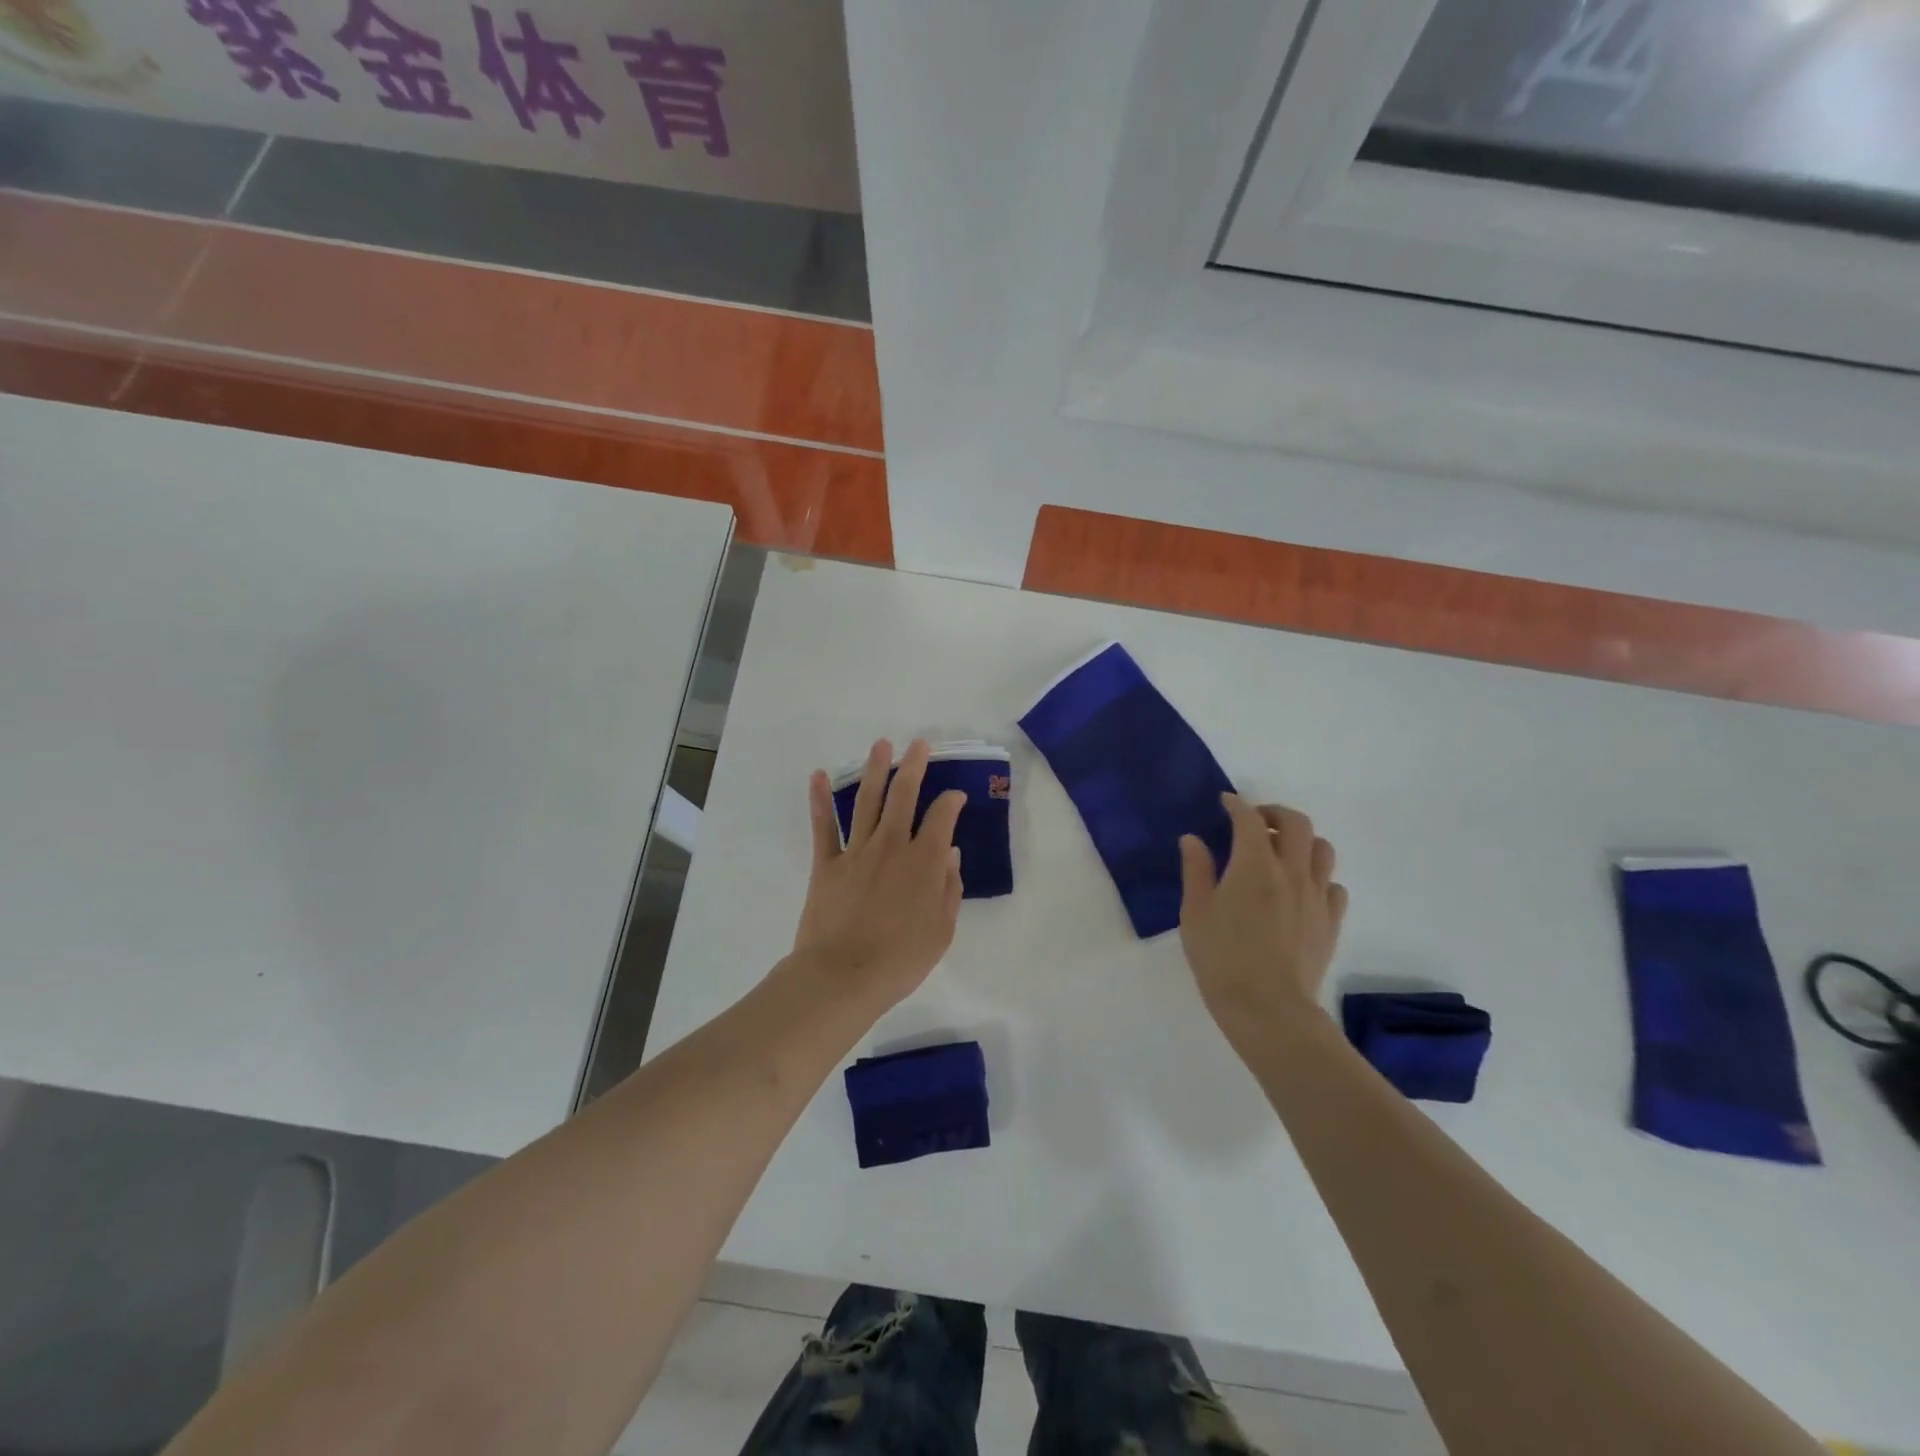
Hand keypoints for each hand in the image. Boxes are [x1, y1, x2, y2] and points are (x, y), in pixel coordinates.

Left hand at [791, 738, 965, 1009]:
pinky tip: (818, 775)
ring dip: (875, 770)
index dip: (952, 801)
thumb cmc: (900, 959)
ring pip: (867, 801)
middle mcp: (892, 846)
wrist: (843, 975)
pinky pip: (824, 826)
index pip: (942, 818)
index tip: (956, 795)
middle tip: (919, 744)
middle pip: (904, 796)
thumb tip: (951, 854)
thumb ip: (949, 888)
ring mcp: (856, 851)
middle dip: (914, 766)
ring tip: (881, 744)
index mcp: (924, 862)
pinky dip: (819, 799)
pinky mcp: (827, 863)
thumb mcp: (942, 931)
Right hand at [1178, 795, 1348, 1051]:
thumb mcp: (1194, 913)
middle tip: (1256, 823)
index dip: (1236, 805)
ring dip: (1302, 842)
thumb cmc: (1221, 959)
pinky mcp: (1331, 922)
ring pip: (1322, 849)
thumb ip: (1196, 871)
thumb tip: (1193, 839)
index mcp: (1254, 865)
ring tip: (1281, 854)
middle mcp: (1291, 872)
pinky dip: (1317, 877)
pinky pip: (1333, 885)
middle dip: (1275, 814)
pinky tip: (1299, 890)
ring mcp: (1316, 897)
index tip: (1225, 803)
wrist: (1268, 1009)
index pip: (1249, 820)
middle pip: (1297, 823)